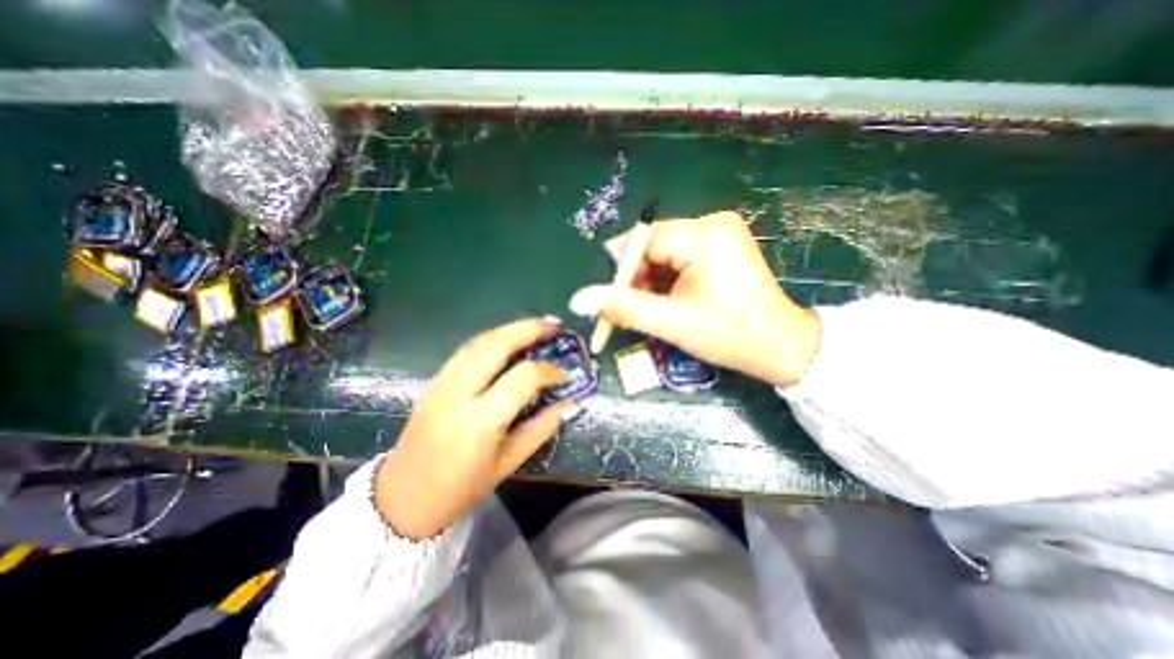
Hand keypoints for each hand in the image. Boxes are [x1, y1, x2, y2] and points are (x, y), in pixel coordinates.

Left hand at [373, 317, 570, 541]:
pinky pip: (467, 349)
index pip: (522, 378)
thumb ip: (541, 428)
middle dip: (528, 329)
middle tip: (553, 325)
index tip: (564, 374)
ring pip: (479, 341)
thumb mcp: (508, 463)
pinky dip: (492, 339)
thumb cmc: (461, 488)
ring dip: (510, 329)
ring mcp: (442, 382)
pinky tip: (508, 340)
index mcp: (480, 421)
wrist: (403, 498)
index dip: (548, 371)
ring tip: (535, 326)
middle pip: (496, 346)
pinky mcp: (434, 380)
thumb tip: (570, 404)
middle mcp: (458, 393)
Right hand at [569, 207, 818, 386]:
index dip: (622, 271)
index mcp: (704, 235)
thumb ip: (623, 308)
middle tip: (631, 311)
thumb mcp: (672, 323)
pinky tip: (668, 302)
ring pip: (664, 254)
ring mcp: (718, 234)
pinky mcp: (720, 247)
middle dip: (637, 279)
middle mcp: (711, 224)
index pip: (644, 241)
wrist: (780, 347)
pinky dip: (667, 281)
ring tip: (653, 311)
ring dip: (651, 283)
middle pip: (653, 246)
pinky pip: (679, 259)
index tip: (610, 300)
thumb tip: (578, 300)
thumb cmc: (729, 335)